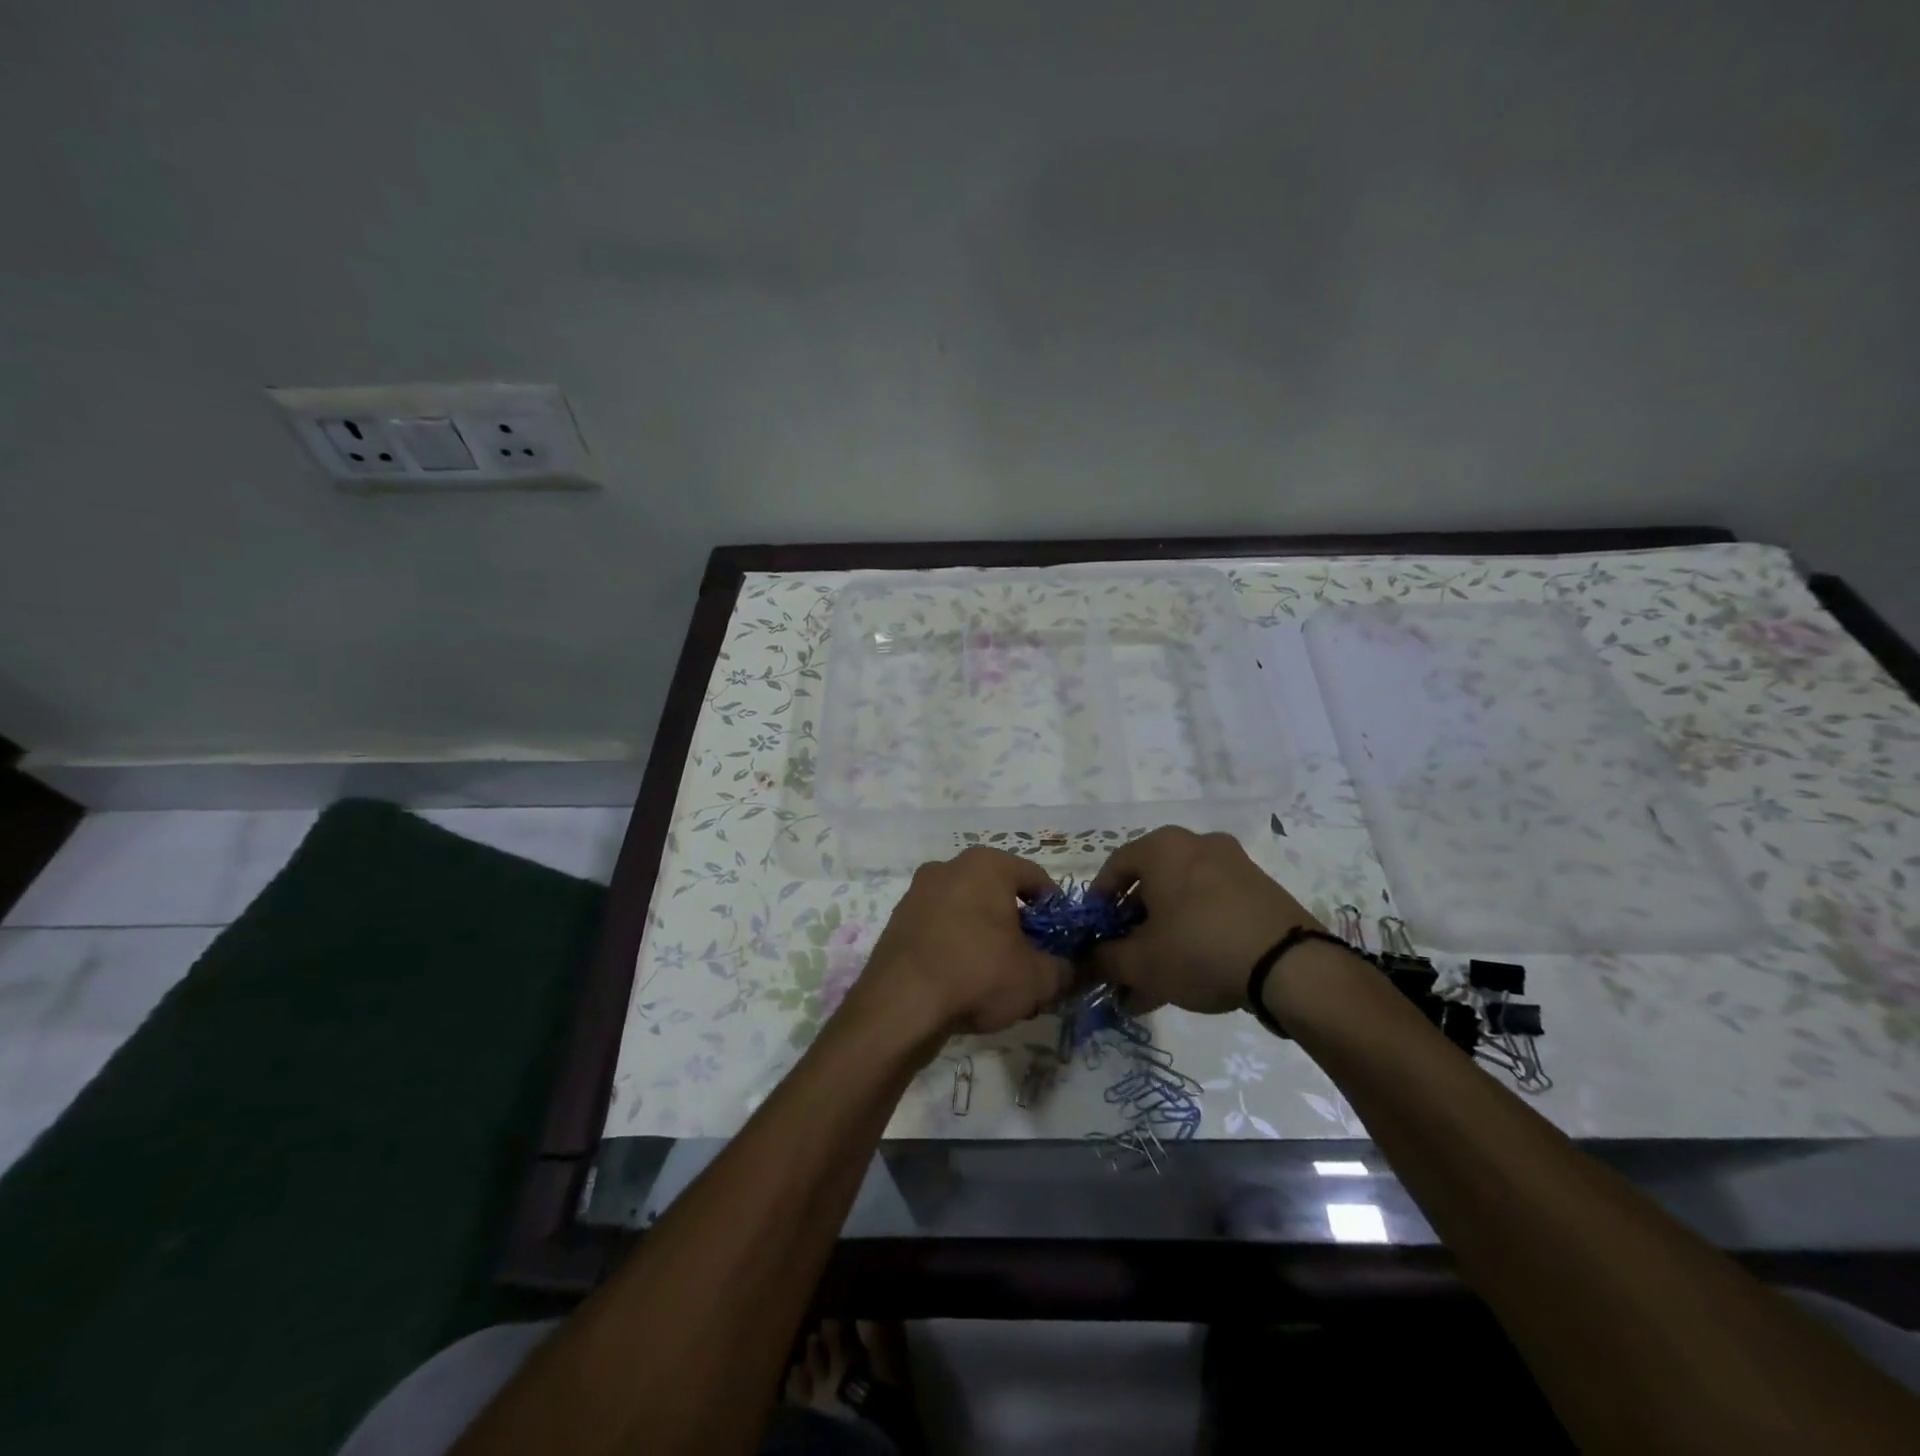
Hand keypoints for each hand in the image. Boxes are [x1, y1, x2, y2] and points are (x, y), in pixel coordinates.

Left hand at [843, 847, 1071, 1042]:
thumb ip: (1067, 969)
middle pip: (1000, 895)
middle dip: (1019, 928)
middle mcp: (949, 867)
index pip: (1037, 879)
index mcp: (987, 864)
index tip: (1061, 945)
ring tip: (997, 981)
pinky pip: (942, 928)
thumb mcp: (1038, 978)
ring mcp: (918, 892)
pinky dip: (957, 947)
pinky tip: (963, 983)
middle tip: (1031, 964)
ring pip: (969, 912)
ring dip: (987, 938)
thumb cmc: (977, 974)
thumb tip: (1079, 969)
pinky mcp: (898, 920)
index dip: (1056, 913)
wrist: (899, 1006)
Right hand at [1088, 827, 1320, 1014]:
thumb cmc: (1199, 948)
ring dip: (1162, 939)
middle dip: (1132, 930)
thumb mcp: (1140, 961)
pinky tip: (1187, 978)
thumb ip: (1104, 958)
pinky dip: (1194, 937)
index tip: (1094, 934)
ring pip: (1182, 903)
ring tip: (1151, 985)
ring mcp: (1234, 866)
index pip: (1115, 867)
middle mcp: (1197, 844)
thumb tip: (1088, 959)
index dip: (1098, 903)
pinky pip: (1212, 910)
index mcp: (1162, 847)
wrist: (1290, 966)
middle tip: (1123, 963)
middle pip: (1150, 887)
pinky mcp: (1261, 892)